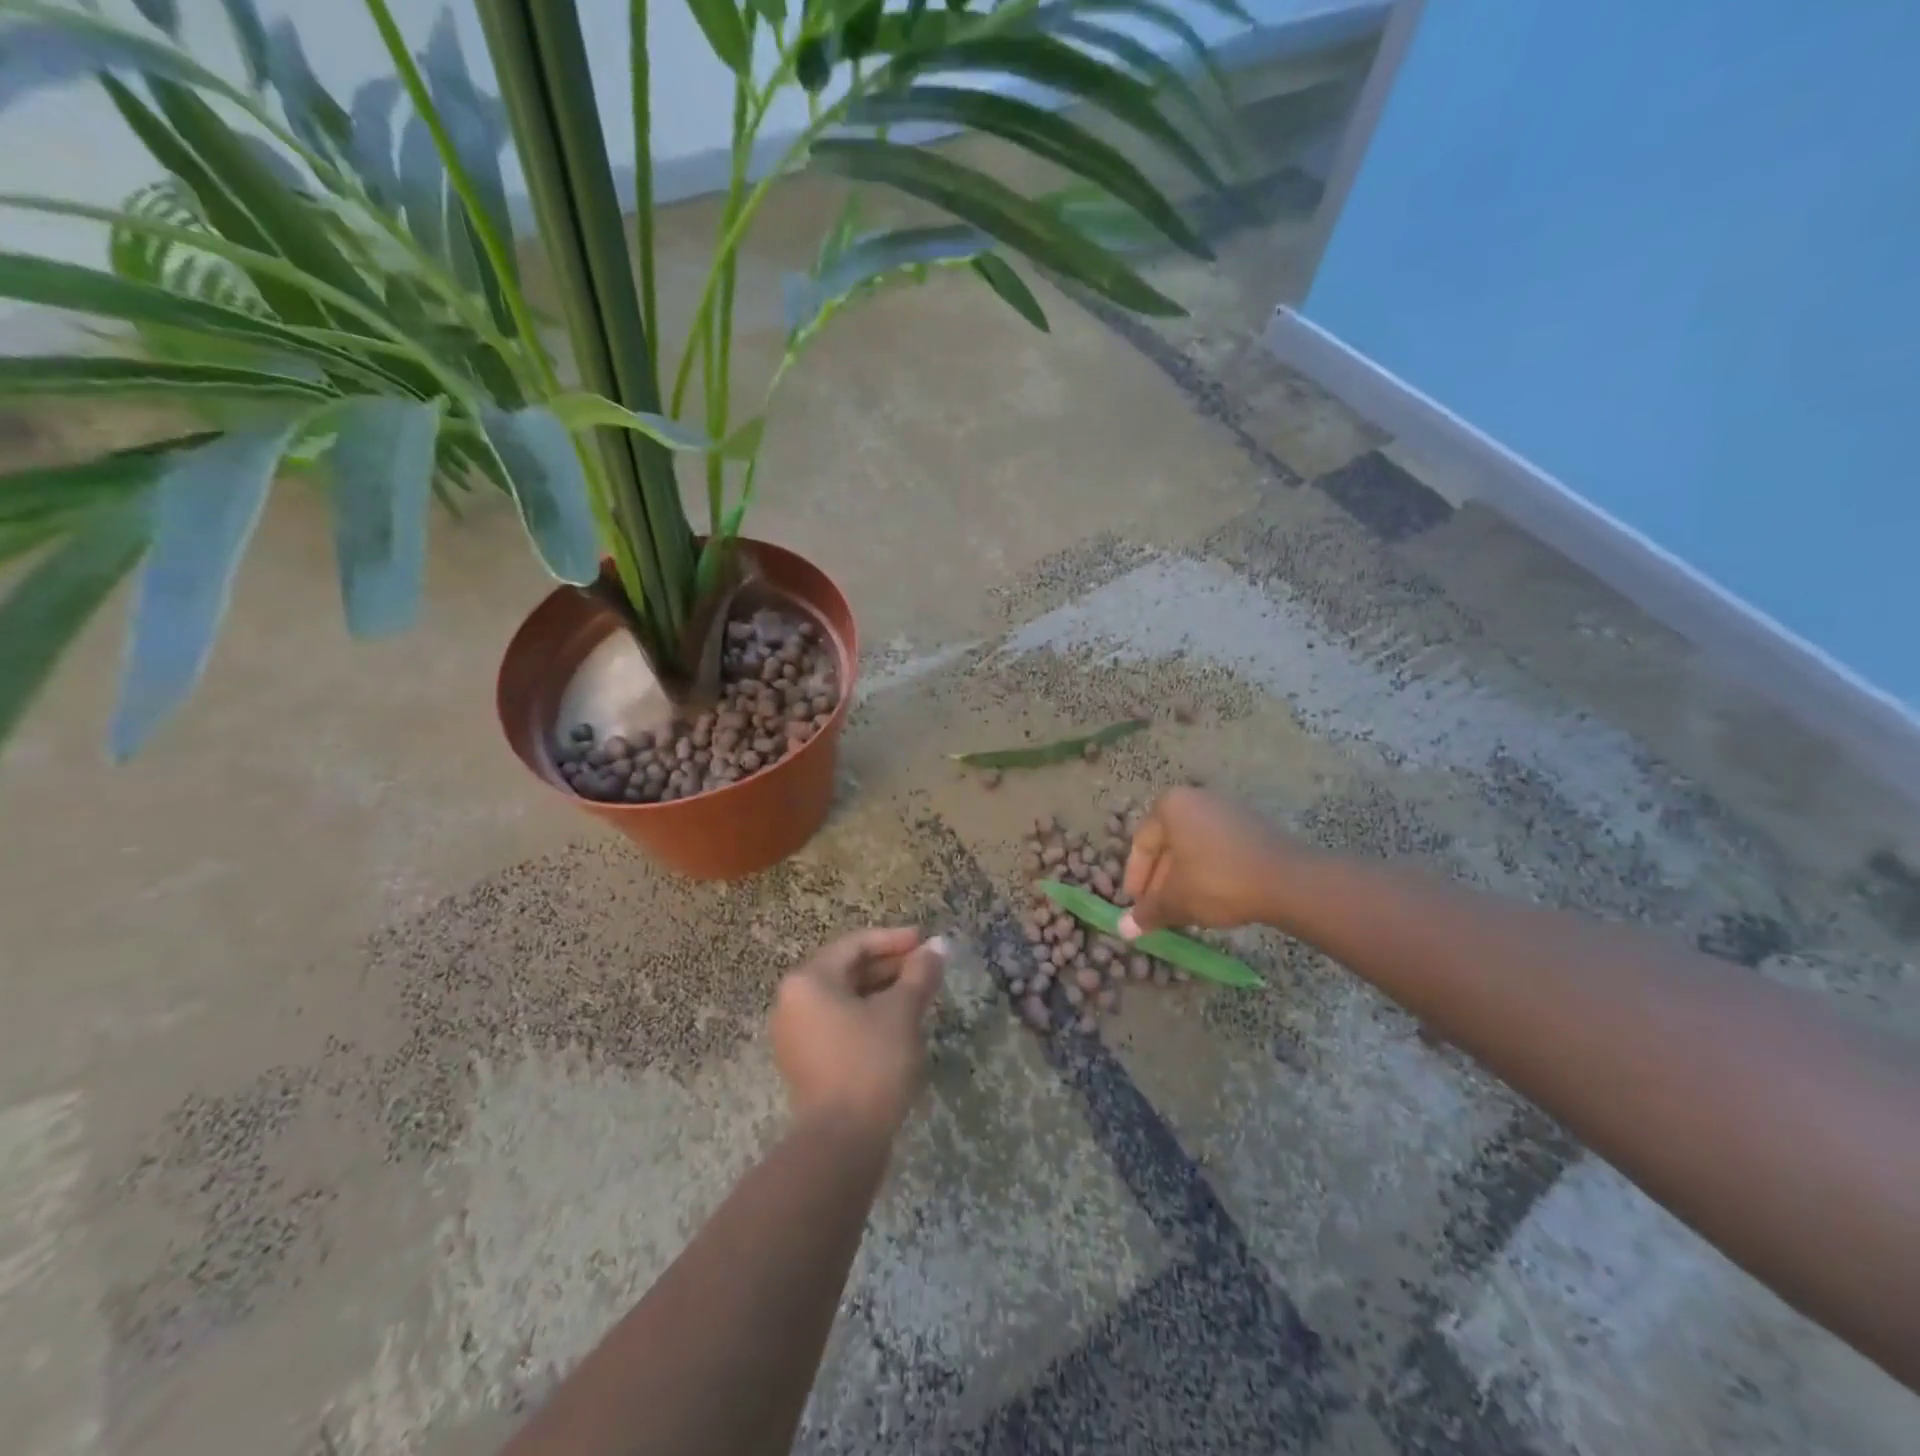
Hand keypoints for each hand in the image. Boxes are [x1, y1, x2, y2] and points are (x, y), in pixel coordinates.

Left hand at [772, 928, 947, 1139]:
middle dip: (889, 966)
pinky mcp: (805, 1063)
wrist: (841, 1143)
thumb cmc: (871, 1063)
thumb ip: (920, 973)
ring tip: (919, 994)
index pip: (855, 945)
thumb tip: (939, 945)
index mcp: (808, 981)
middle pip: (847, 970)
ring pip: (844, 998)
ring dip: (881, 992)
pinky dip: (867, 1016)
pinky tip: (898, 1024)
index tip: (926, 941)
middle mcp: (793, 1002)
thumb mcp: (901, 1012)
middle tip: (927, 968)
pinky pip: (838, 1023)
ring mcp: (795, 1035)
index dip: (894, 939)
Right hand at [1119, 788, 1296, 938]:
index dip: (1135, 879)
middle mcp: (1196, 798)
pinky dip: (1208, 870)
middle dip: (1160, 881)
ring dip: (1184, 878)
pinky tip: (1212, 897)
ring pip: (1193, 847)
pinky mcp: (1253, 824)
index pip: (1141, 844)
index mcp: (1170, 806)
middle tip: (1158, 911)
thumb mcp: (1177, 900)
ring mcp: (1227, 808)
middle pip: (1168, 844)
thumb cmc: (1218, 881)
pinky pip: (1218, 847)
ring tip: (1184, 909)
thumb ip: (1149, 912)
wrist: (1288, 880)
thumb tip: (1124, 930)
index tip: (1136, 906)